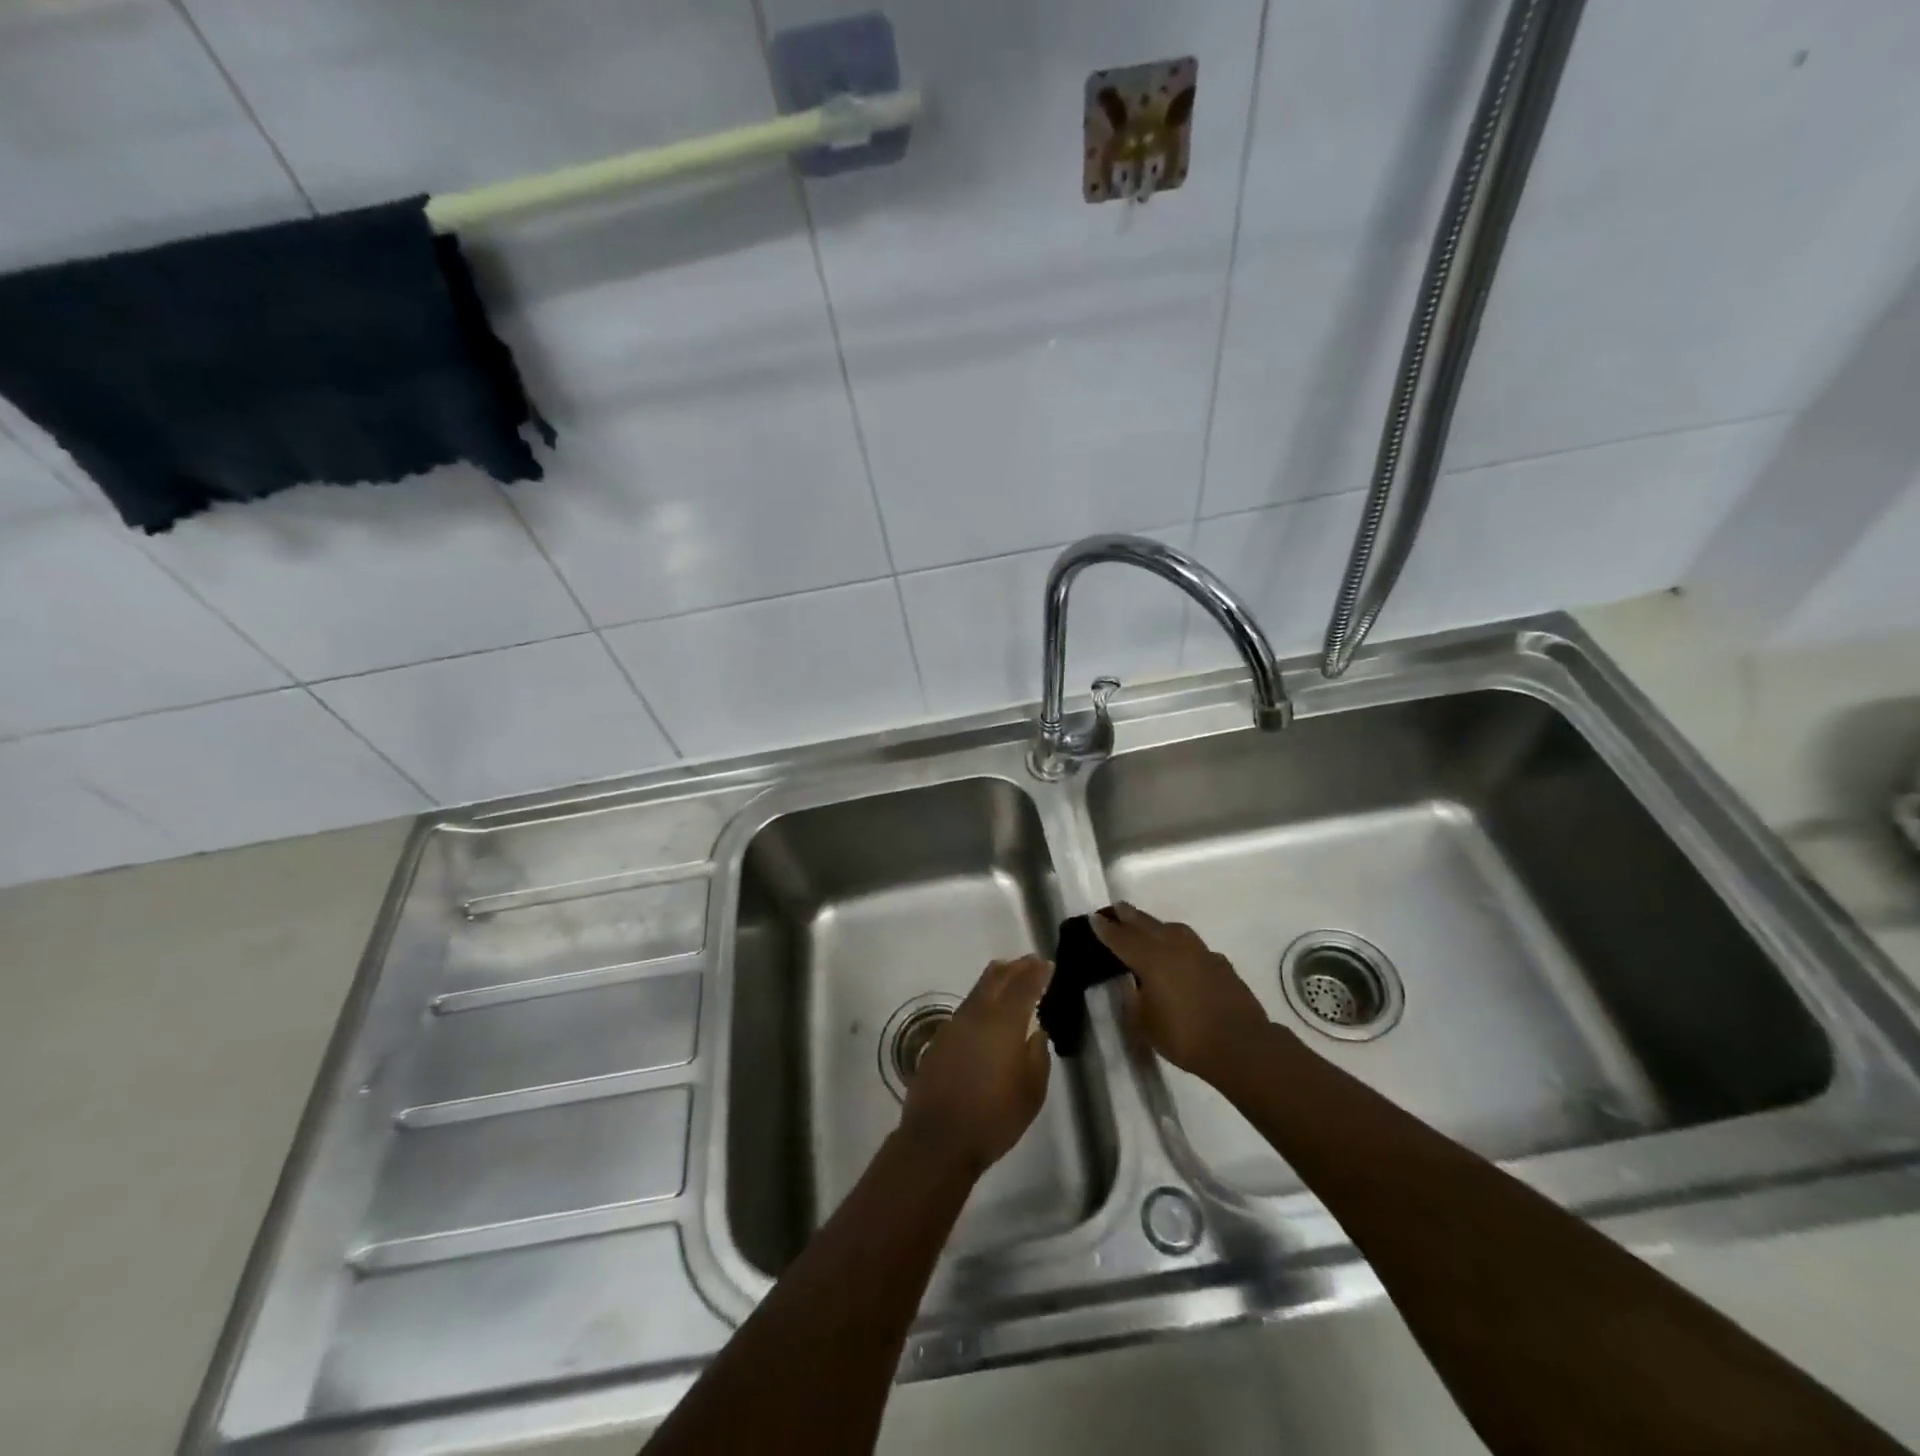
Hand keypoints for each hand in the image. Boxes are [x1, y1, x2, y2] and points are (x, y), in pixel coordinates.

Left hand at [898, 956, 1052, 1177]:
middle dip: (1017, 967)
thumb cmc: (994, 1118)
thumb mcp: (1032, 1092)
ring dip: (998, 979)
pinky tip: (988, 1013)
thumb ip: (1037, 1055)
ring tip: (1012, 978)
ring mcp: (955, 1024)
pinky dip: (982, 999)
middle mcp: (977, 1014)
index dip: (1037, 972)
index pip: (1024, 985)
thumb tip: (1036, 1031)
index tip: (1048, 964)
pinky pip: (967, 1007)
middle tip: (1032, 962)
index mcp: (1004, 1022)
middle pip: (997, 976)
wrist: (938, 1139)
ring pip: (979, 989)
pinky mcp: (940, 1038)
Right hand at [1090, 902, 1271, 1086]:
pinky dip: (1181, 945)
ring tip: (1148, 927)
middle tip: (1116, 908)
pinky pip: (1193, 946)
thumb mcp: (1145, 1025)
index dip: (1105, 929)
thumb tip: (1131, 985)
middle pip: (1146, 924)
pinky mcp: (1219, 962)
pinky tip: (1181, 956)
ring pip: (1172, 929)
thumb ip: (1133, 1000)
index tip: (1094, 918)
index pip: (1121, 939)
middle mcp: (1173, 947)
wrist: (1241, 1045)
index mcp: (1150, 959)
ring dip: (1156, 925)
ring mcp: (1200, 952)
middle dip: (1129, 916)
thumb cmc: (1185, 1037)